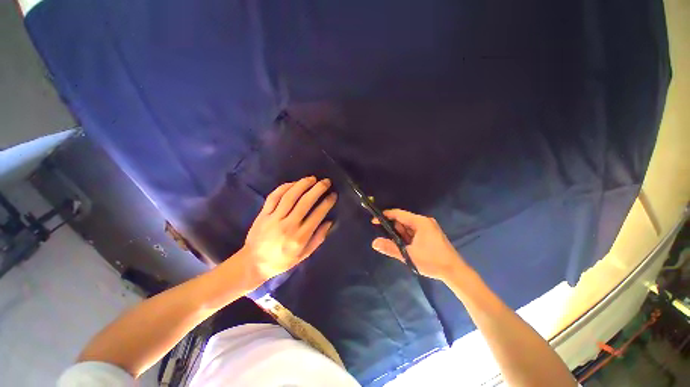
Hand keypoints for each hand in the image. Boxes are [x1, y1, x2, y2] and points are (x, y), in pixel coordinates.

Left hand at [240, 176, 336, 285]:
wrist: (254, 263)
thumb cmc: (282, 261)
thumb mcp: (304, 255)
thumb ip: (318, 238)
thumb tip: (329, 222)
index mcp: (300, 237)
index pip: (317, 215)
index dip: (327, 203)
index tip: (333, 194)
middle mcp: (288, 226)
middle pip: (305, 202)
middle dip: (318, 189)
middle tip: (326, 181)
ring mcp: (274, 219)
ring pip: (290, 197)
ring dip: (302, 185)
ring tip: (312, 178)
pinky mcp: (263, 214)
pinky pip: (274, 197)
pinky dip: (284, 187)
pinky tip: (293, 183)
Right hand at [372, 209, 469, 281]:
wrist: (455, 272)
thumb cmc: (432, 262)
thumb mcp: (409, 255)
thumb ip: (390, 248)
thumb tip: (374, 243)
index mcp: (420, 222)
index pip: (399, 214)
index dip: (386, 216)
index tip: (374, 220)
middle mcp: (424, 222)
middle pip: (403, 220)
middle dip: (392, 227)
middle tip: (383, 236)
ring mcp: (428, 228)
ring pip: (408, 227)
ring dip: (400, 234)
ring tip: (392, 243)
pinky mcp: (430, 234)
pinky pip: (414, 232)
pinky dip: (406, 237)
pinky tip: (403, 245)